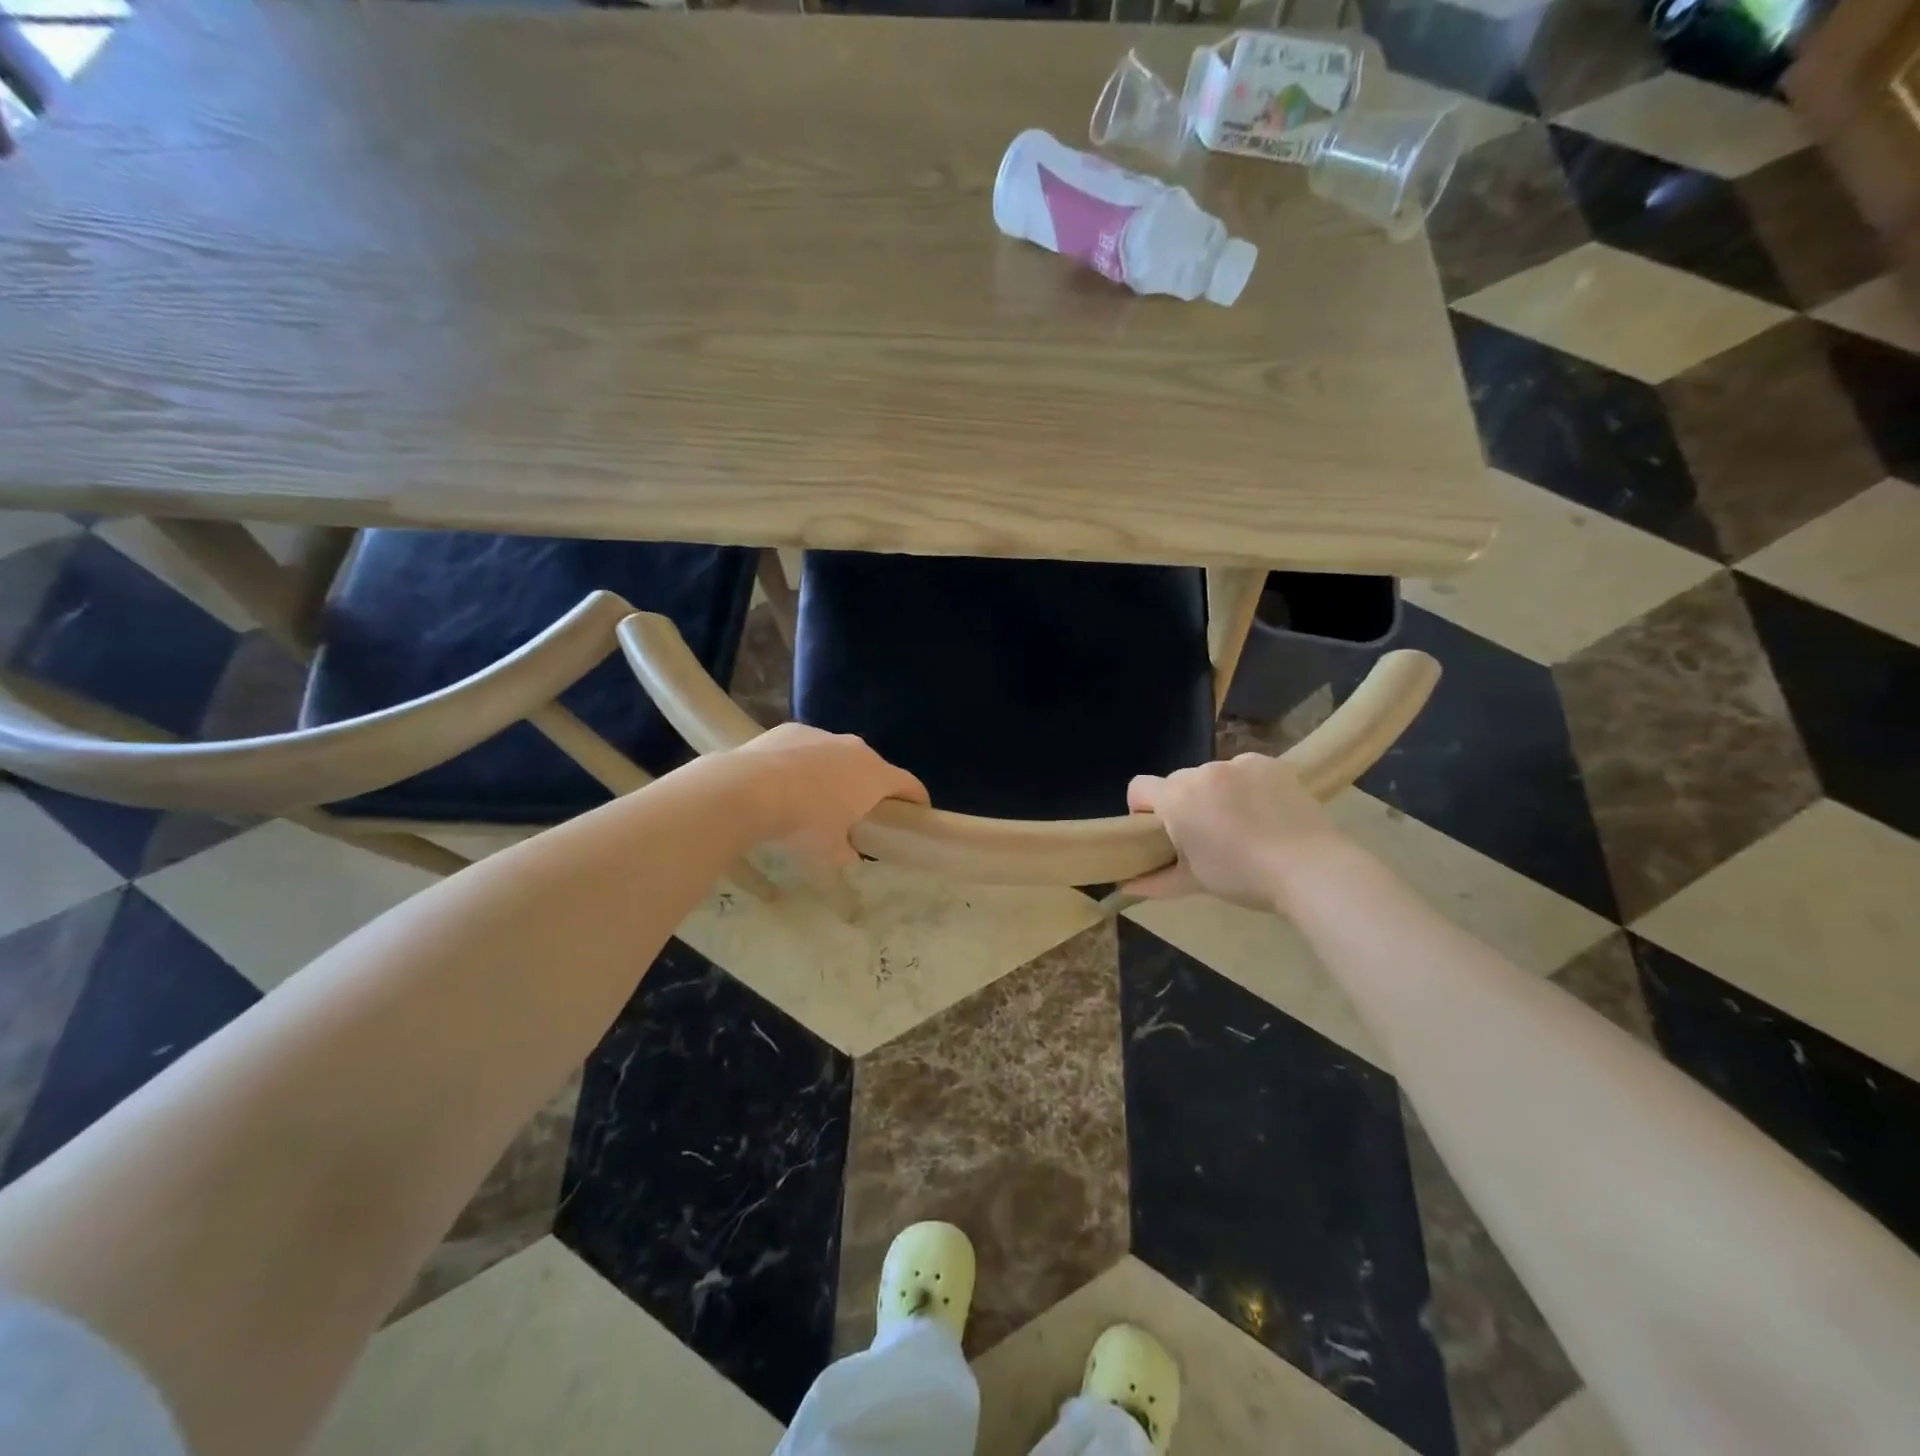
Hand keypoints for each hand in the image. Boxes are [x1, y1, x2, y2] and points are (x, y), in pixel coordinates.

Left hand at [732, 723, 928, 868]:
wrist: (748, 790)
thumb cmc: (803, 823)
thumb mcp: (830, 852)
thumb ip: (848, 853)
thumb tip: (849, 853)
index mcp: (875, 775)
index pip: (910, 785)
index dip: (917, 802)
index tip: (916, 815)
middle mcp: (855, 748)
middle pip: (874, 768)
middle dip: (871, 790)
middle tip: (860, 814)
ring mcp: (823, 734)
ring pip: (839, 755)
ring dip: (836, 774)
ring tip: (816, 799)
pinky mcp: (792, 730)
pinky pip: (809, 749)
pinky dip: (805, 764)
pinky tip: (785, 784)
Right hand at [1122, 755, 1355, 910]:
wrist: (1311, 869)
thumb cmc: (1243, 877)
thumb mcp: (1194, 882)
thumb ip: (1155, 881)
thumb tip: (1126, 887)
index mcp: (1177, 798)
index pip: (1139, 787)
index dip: (1142, 809)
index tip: (1160, 833)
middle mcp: (1203, 772)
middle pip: (1178, 782)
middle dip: (1184, 803)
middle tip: (1206, 835)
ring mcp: (1239, 763)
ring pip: (1213, 776)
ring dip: (1216, 794)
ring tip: (1243, 825)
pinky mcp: (1271, 763)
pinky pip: (1245, 771)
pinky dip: (1247, 787)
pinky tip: (1266, 812)